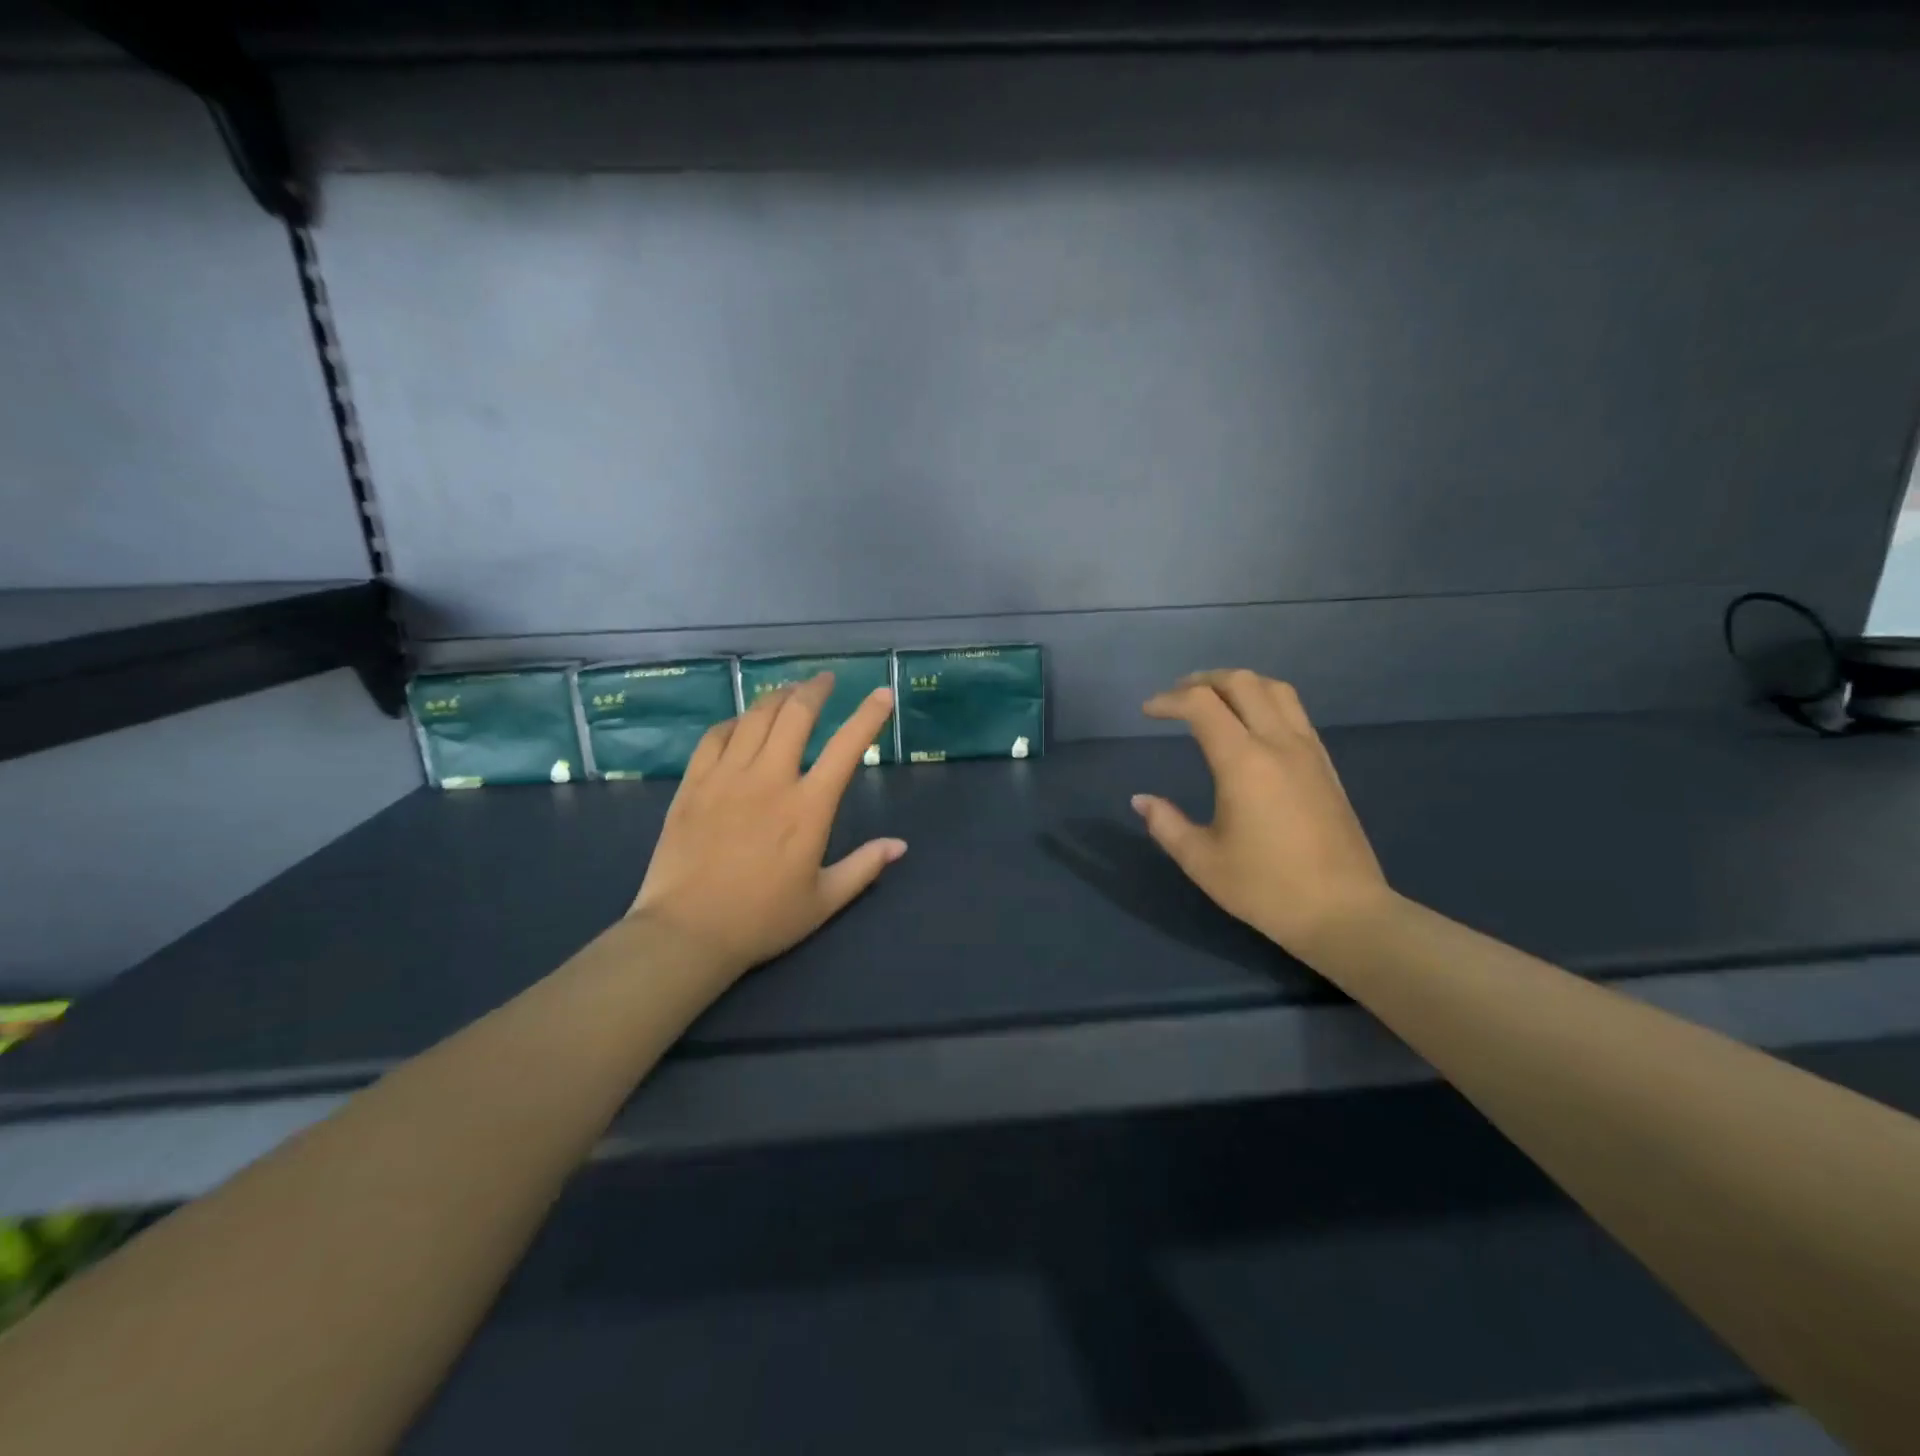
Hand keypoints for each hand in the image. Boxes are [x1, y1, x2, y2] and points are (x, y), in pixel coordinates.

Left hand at [630, 674, 905, 980]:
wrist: (686, 932)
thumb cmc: (762, 920)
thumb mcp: (824, 900)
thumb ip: (864, 867)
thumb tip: (900, 845)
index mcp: (808, 808)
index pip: (846, 747)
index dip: (868, 716)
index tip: (881, 694)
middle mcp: (770, 780)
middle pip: (796, 715)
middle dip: (815, 689)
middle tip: (825, 680)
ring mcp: (727, 777)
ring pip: (755, 717)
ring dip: (777, 697)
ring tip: (789, 692)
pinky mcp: (693, 784)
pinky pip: (715, 736)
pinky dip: (735, 721)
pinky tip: (742, 723)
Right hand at [1132, 670, 1389, 960]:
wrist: (1344, 913)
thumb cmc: (1266, 888)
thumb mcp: (1202, 861)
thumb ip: (1166, 824)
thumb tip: (1141, 800)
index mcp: (1243, 762)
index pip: (1201, 705)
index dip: (1169, 700)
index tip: (1147, 712)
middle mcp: (1278, 744)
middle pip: (1241, 683)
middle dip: (1203, 680)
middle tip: (1176, 697)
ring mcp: (1308, 751)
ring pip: (1275, 689)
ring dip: (1238, 684)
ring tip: (1214, 701)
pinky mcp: (1325, 765)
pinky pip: (1294, 711)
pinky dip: (1264, 701)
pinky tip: (1251, 726)